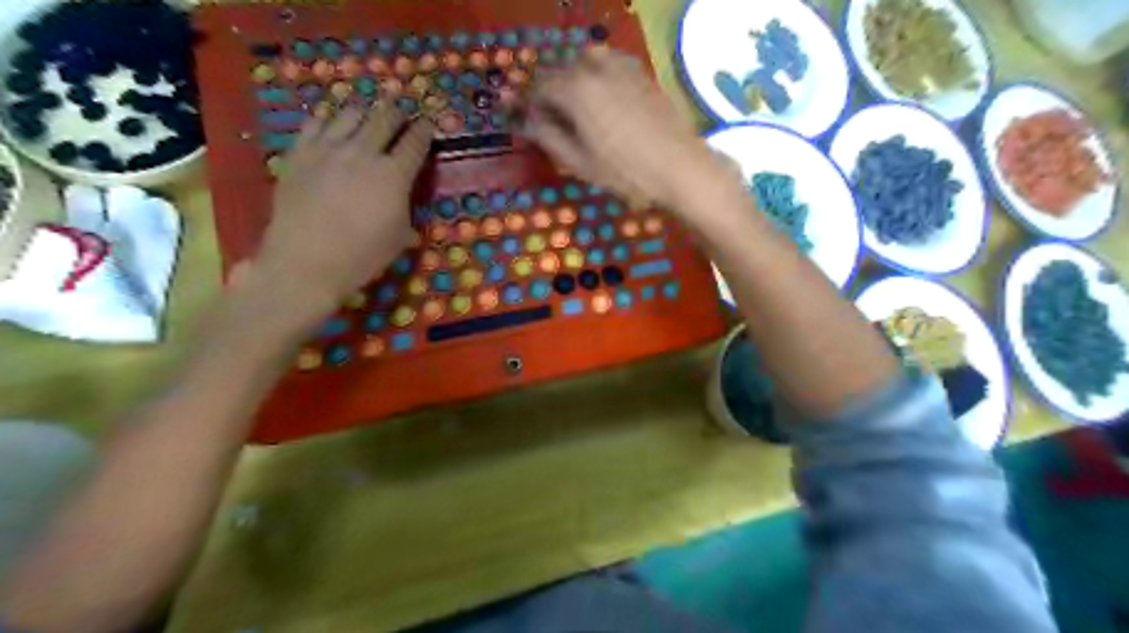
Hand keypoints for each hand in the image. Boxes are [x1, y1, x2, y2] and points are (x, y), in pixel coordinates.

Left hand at [245, 101, 433, 322]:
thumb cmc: (362, 256)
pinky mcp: (299, 153)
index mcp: (394, 175)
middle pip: (384, 118)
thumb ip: (406, 212)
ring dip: (364, 111)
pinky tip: (331, 123)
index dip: (425, 130)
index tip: (428, 124)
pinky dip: (328, 119)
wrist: (305, 262)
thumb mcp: (399, 238)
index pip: (415, 142)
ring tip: (367, 114)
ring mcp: (328, 149)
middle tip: (400, 115)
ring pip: (350, 113)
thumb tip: (404, 205)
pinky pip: (315, 122)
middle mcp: (364, 152)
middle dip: (397, 113)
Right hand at [521, 49, 732, 207]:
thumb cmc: (626, 173)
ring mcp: (621, 66)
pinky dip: (595, 78)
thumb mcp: (579, 162)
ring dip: (571, 82)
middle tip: (546, 122)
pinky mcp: (640, 73)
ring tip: (574, 112)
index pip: (537, 89)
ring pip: (583, 65)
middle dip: (547, 94)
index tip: (519, 121)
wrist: (681, 168)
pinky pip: (608, 66)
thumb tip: (522, 121)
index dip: (524, 105)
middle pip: (559, 73)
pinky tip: (601, 102)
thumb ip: (547, 136)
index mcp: (575, 90)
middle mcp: (595, 68)